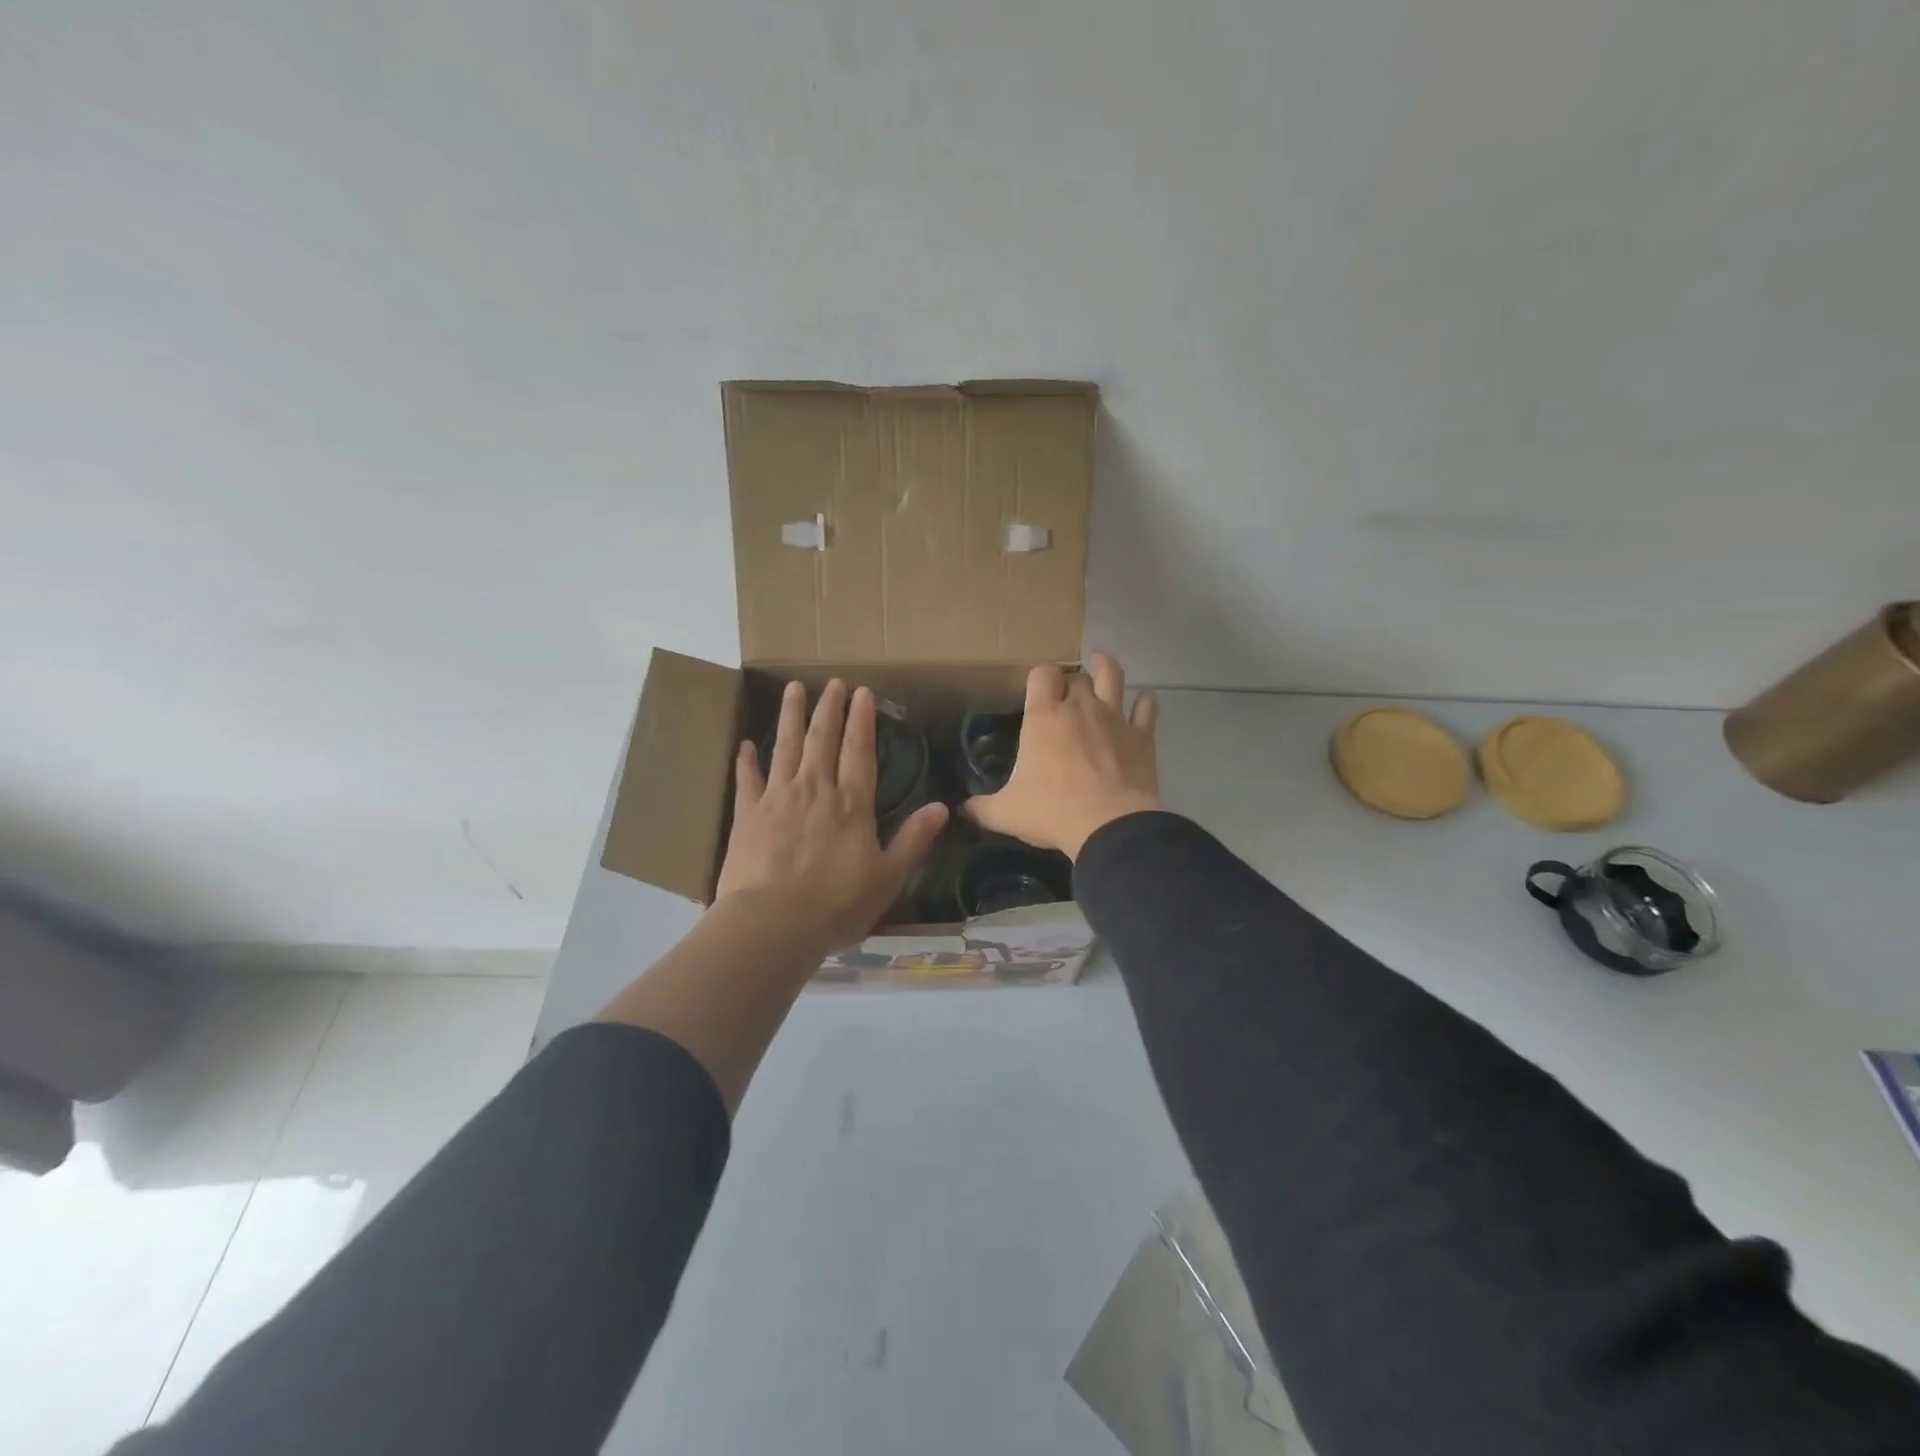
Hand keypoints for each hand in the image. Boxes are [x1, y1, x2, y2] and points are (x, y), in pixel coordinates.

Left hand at [716, 680, 947, 949]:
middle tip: (833, 682)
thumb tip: (943, 807)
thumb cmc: (837, 904)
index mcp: (851, 804)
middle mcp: (815, 790)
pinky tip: (745, 745)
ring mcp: (778, 798)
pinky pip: (748, 780)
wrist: (773, 924)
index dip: (862, 720)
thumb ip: (914, 840)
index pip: (860, 751)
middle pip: (822, 739)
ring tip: (794, 690)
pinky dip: (747, 761)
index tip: (863, 692)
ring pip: (785, 747)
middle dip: (829, 708)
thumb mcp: (888, 877)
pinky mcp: (748, 815)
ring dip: (791, 717)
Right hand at [966, 652, 1162, 858]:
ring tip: (1101, 664)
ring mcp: (1114, 717)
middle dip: (1070, 681)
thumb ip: (982, 807)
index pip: (1041, 674)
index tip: (1037, 690)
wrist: (1110, 826)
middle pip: (1076, 676)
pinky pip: (1147, 708)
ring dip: (1106, 667)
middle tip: (1066, 695)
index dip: (1040, 678)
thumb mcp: (1006, 813)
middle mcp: (1079, 707)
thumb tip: (963, 809)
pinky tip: (1143, 701)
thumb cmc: (1052, 812)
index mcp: (1043, 717)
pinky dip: (1145, 702)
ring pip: (1112, 676)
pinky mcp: (1142, 735)